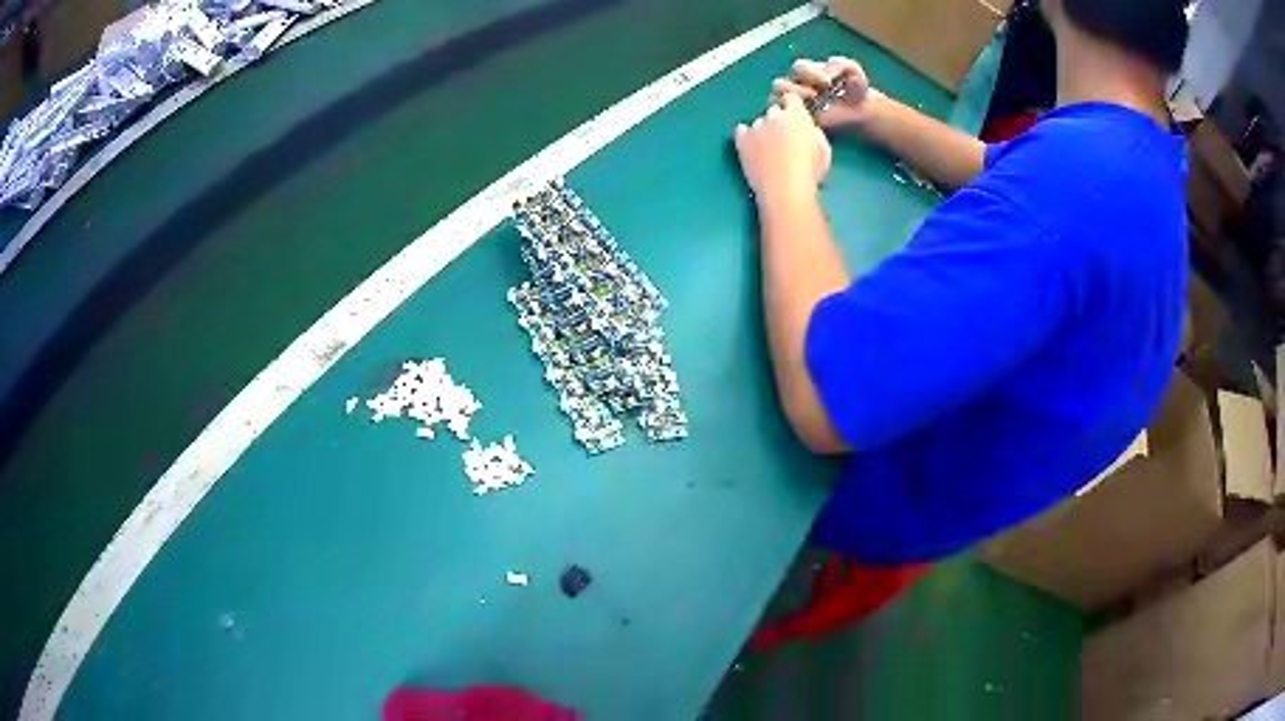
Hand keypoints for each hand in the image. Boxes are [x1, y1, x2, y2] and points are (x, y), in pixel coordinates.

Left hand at [734, 93, 831, 206]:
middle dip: (779, 120)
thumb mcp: (823, 148)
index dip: (793, 107)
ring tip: (768, 150)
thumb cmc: (810, 171)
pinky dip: (746, 136)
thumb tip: (806, 129)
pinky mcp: (741, 140)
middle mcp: (774, 115)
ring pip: (759, 122)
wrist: (784, 189)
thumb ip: (813, 132)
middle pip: (775, 110)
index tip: (795, 118)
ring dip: (764, 130)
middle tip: (784, 139)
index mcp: (797, 115)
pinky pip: (742, 130)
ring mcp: (755, 126)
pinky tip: (751, 147)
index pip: (792, 98)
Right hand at [769, 57, 873, 129]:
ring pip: (776, 100)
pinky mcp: (794, 119)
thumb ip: (841, 63)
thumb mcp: (853, 70)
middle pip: (780, 84)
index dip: (810, 73)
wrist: (861, 111)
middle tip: (814, 95)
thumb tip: (826, 70)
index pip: (799, 68)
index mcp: (807, 72)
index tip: (827, 81)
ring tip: (808, 108)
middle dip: (795, 89)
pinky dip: (789, 116)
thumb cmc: (855, 89)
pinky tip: (808, 118)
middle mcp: (795, 85)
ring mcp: (792, 103)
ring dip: (790, 103)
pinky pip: (781, 117)